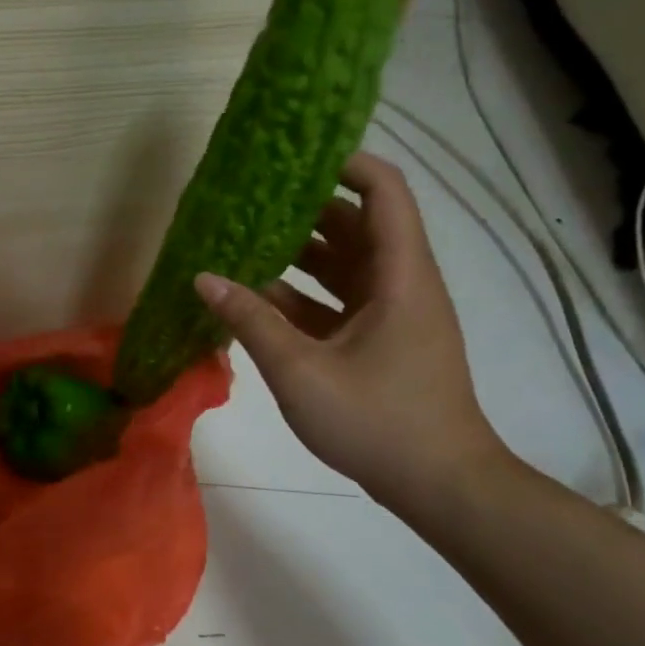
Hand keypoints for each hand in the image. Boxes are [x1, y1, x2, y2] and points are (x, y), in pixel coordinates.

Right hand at [194, 152, 510, 509]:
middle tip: (249, 199)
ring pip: (343, 264)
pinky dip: (299, 295)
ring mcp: (391, 314)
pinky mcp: (379, 341)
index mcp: (399, 275)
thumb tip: (203, 278)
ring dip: (297, 253)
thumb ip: (251, 321)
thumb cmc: (378, 421)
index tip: (292, 158)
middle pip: (356, 224)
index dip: (345, 163)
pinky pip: (336, 301)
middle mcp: (400, 283)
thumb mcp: (302, 371)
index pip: (383, 192)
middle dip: (304, 208)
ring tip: (242, 242)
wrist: (440, 486)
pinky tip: (254, 298)